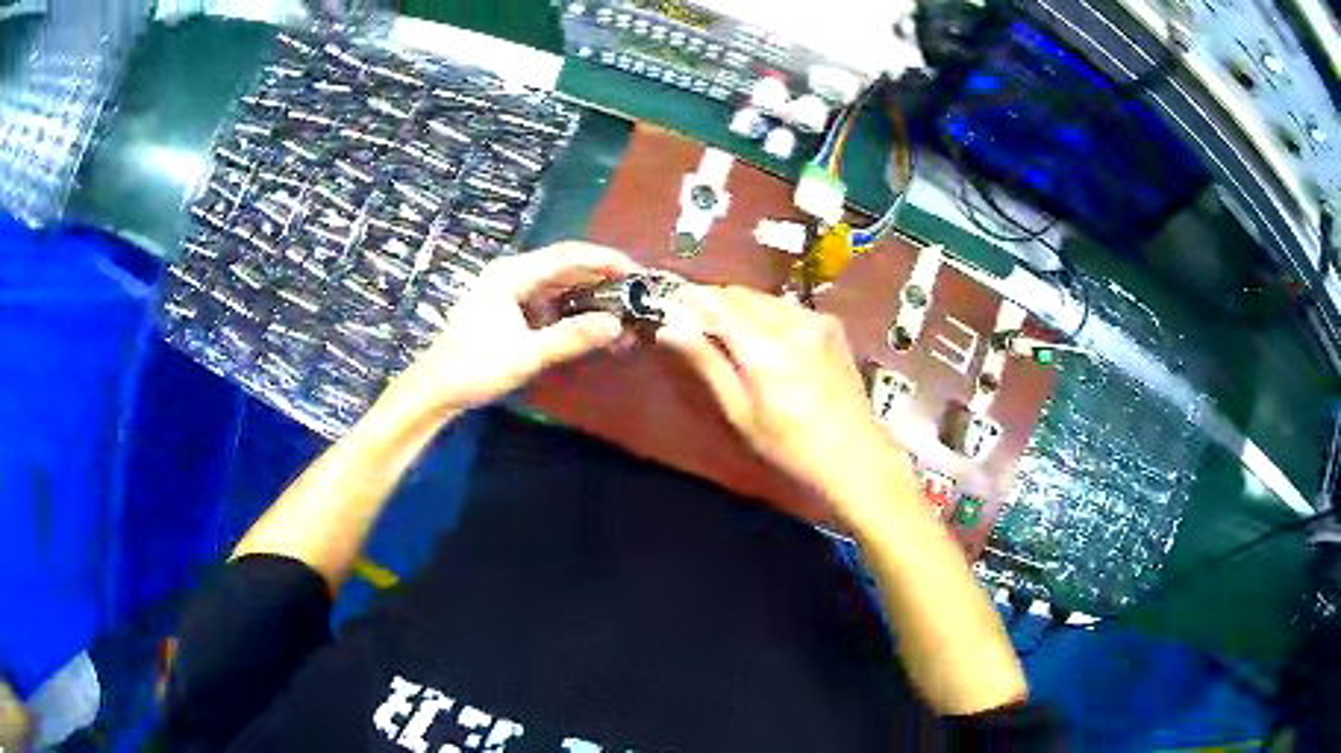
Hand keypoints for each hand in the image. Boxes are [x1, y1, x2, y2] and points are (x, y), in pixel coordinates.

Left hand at [394, 242, 640, 414]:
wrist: (436, 388)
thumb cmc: (475, 367)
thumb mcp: (527, 354)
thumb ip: (572, 337)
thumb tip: (617, 324)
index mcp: (512, 274)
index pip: (569, 255)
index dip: (605, 260)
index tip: (637, 272)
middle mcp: (511, 273)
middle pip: (565, 265)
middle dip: (601, 278)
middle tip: (635, 293)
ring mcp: (508, 290)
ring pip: (557, 284)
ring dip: (587, 295)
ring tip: (618, 310)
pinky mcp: (507, 308)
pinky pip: (547, 300)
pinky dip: (570, 309)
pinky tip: (588, 325)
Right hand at [657, 286, 912, 522]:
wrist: (856, 454)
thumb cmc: (791, 445)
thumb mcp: (741, 413)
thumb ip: (707, 363)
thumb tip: (669, 328)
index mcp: (766, 347)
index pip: (718, 305)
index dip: (690, 298)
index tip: (669, 300)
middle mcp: (792, 322)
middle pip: (741, 296)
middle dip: (713, 299)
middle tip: (690, 314)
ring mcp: (816, 320)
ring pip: (764, 298)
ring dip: (738, 303)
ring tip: (720, 322)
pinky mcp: (830, 325)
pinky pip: (786, 307)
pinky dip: (765, 311)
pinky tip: (759, 331)